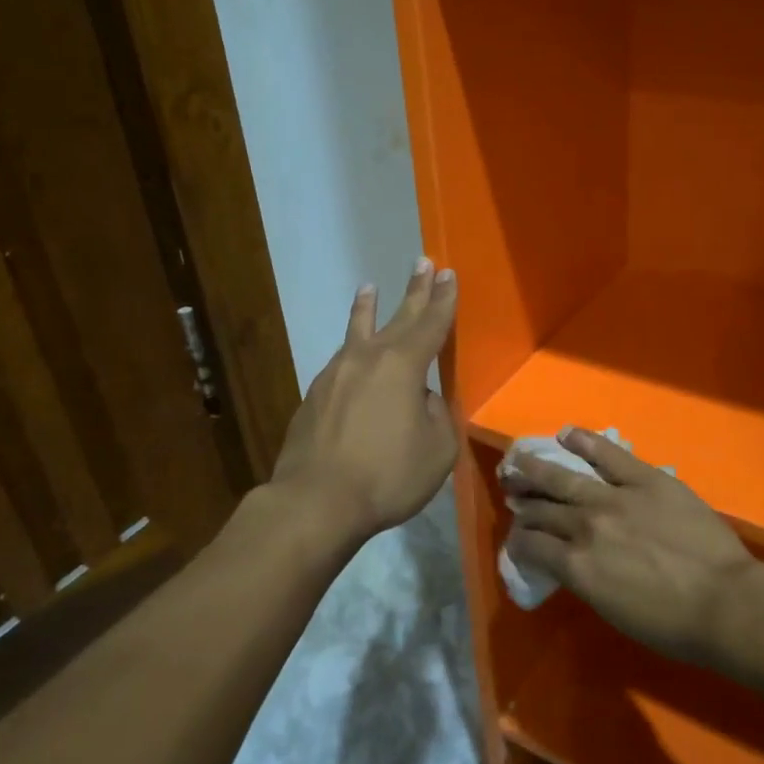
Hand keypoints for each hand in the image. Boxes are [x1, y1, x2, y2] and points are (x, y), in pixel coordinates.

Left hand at [269, 259, 457, 549]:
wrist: (316, 500)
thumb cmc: (386, 475)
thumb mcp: (437, 449)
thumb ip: (436, 414)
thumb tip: (420, 399)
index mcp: (403, 366)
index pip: (431, 324)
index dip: (443, 299)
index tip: (448, 274)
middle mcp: (368, 358)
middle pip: (398, 317)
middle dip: (414, 291)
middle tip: (423, 263)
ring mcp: (336, 374)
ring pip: (358, 331)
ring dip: (368, 308)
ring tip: (369, 287)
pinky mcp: (315, 395)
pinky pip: (341, 361)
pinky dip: (352, 348)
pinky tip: (351, 354)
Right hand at [501, 428, 762, 666]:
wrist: (725, 602)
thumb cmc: (673, 625)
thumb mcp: (613, 611)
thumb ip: (584, 579)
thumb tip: (569, 560)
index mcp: (576, 566)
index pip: (531, 545)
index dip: (519, 541)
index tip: (518, 538)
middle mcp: (585, 526)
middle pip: (542, 510)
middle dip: (522, 503)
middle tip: (511, 493)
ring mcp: (614, 497)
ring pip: (563, 478)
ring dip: (536, 470)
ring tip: (519, 462)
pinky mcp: (644, 478)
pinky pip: (608, 454)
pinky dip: (585, 442)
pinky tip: (567, 434)